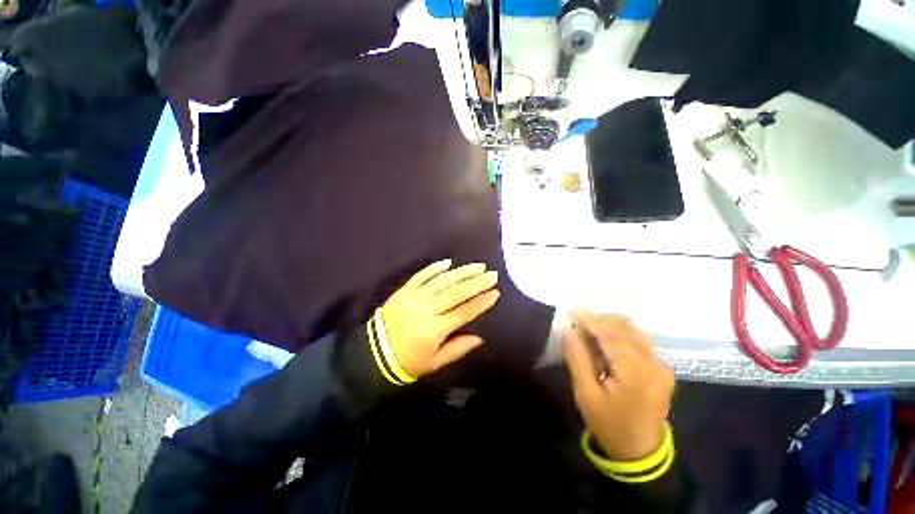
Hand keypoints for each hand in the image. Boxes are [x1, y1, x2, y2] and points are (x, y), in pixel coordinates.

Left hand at [381, 259, 499, 377]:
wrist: (373, 353)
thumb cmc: (406, 361)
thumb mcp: (433, 363)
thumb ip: (457, 349)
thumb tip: (480, 338)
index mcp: (434, 329)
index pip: (464, 312)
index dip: (481, 303)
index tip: (496, 293)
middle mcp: (426, 309)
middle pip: (456, 292)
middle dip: (477, 282)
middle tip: (492, 274)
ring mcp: (414, 297)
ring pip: (442, 281)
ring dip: (461, 272)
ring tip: (478, 266)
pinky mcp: (404, 290)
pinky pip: (421, 276)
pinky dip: (434, 268)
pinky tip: (448, 262)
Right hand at [563, 310, 674, 461]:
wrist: (640, 450)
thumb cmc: (609, 424)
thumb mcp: (586, 394)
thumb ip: (578, 358)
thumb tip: (569, 330)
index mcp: (636, 374)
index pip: (611, 335)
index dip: (590, 319)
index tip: (571, 309)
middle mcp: (654, 364)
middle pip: (624, 327)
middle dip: (598, 320)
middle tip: (576, 325)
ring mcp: (660, 364)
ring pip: (631, 330)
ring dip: (607, 325)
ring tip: (587, 334)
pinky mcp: (660, 366)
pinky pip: (636, 339)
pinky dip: (616, 334)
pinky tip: (602, 343)